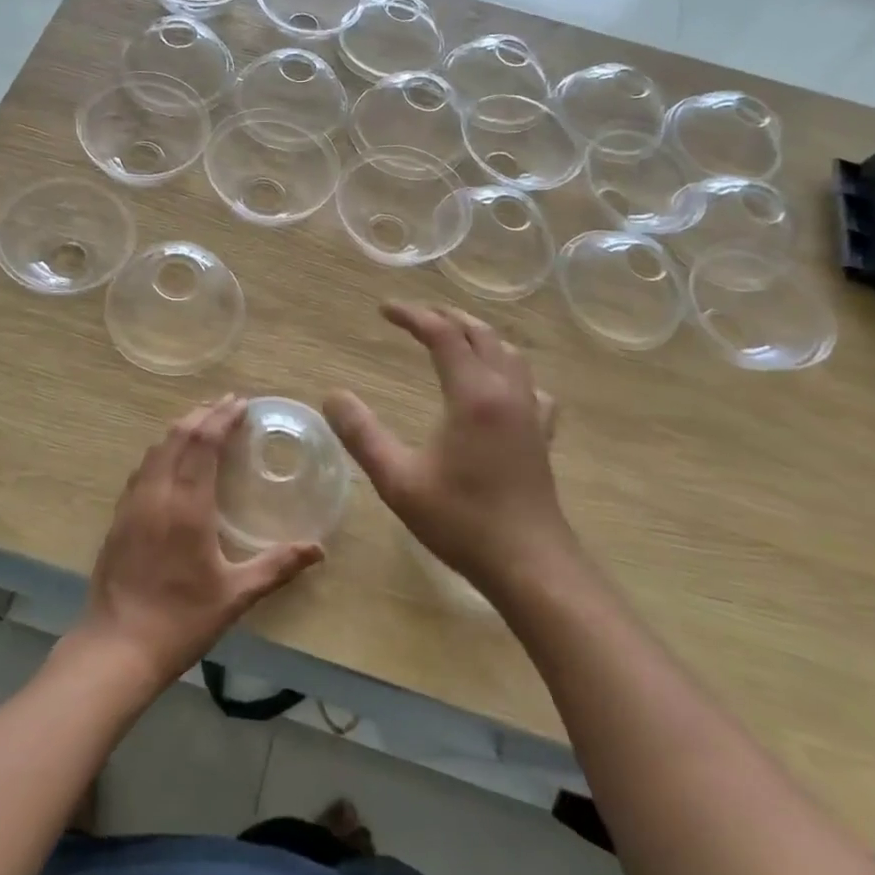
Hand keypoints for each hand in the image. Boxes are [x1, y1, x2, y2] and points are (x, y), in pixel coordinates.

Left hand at [72, 396, 324, 695]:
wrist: (117, 646)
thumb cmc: (181, 620)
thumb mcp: (236, 595)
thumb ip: (277, 566)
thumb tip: (318, 549)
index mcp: (186, 505)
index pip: (203, 443)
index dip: (221, 418)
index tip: (240, 403)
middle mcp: (156, 493)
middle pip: (177, 436)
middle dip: (202, 415)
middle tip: (226, 405)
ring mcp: (132, 504)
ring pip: (156, 449)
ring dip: (180, 430)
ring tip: (202, 423)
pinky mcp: (119, 517)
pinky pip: (143, 469)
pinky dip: (162, 451)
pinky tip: (170, 461)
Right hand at [323, 302, 573, 602]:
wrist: (530, 565)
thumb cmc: (461, 521)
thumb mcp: (398, 480)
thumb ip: (361, 435)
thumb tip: (332, 395)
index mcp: (473, 395)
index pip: (442, 335)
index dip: (412, 316)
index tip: (383, 310)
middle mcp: (506, 393)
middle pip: (480, 334)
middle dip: (446, 316)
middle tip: (415, 316)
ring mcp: (530, 414)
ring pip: (509, 354)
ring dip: (478, 336)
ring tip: (454, 336)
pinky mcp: (541, 437)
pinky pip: (530, 386)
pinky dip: (509, 371)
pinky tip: (501, 387)